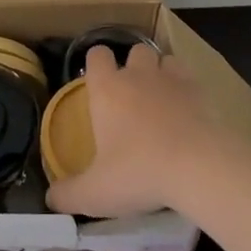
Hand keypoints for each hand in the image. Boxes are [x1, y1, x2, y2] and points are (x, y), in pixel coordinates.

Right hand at [45, 44, 234, 218]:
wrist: (199, 167)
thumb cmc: (139, 173)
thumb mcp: (96, 193)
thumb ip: (68, 194)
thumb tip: (50, 199)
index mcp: (107, 89)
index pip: (96, 55)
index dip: (97, 64)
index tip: (98, 82)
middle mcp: (137, 75)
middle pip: (134, 51)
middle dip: (133, 66)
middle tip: (133, 97)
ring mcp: (171, 79)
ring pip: (164, 59)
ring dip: (162, 72)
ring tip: (162, 99)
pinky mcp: (200, 91)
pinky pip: (190, 77)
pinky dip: (187, 88)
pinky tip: (188, 110)